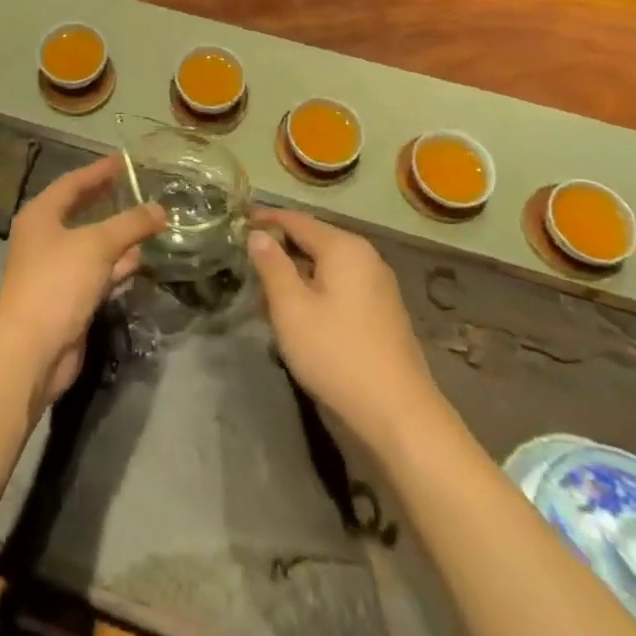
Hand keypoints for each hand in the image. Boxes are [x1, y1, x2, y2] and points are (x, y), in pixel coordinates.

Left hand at [0, 155, 166, 406]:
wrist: (32, 350)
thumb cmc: (58, 282)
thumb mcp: (97, 245)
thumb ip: (131, 224)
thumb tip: (161, 209)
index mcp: (41, 215)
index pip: (73, 183)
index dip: (99, 171)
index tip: (124, 160)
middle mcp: (45, 238)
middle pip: (81, 211)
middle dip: (109, 201)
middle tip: (136, 188)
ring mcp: (55, 270)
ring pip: (92, 244)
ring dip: (119, 235)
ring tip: (149, 222)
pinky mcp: (68, 298)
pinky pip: (97, 271)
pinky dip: (118, 264)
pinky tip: (141, 260)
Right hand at [248, 207, 446, 453]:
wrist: (399, 416)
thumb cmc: (336, 353)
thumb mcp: (291, 308)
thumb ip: (271, 265)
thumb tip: (258, 234)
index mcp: (343, 247)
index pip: (296, 220)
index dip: (265, 219)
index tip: (237, 222)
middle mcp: (364, 258)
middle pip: (312, 242)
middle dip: (278, 253)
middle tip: (246, 266)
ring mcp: (377, 287)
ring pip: (325, 269)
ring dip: (294, 278)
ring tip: (263, 299)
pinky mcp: (381, 315)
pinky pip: (339, 290)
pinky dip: (314, 295)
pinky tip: (296, 319)